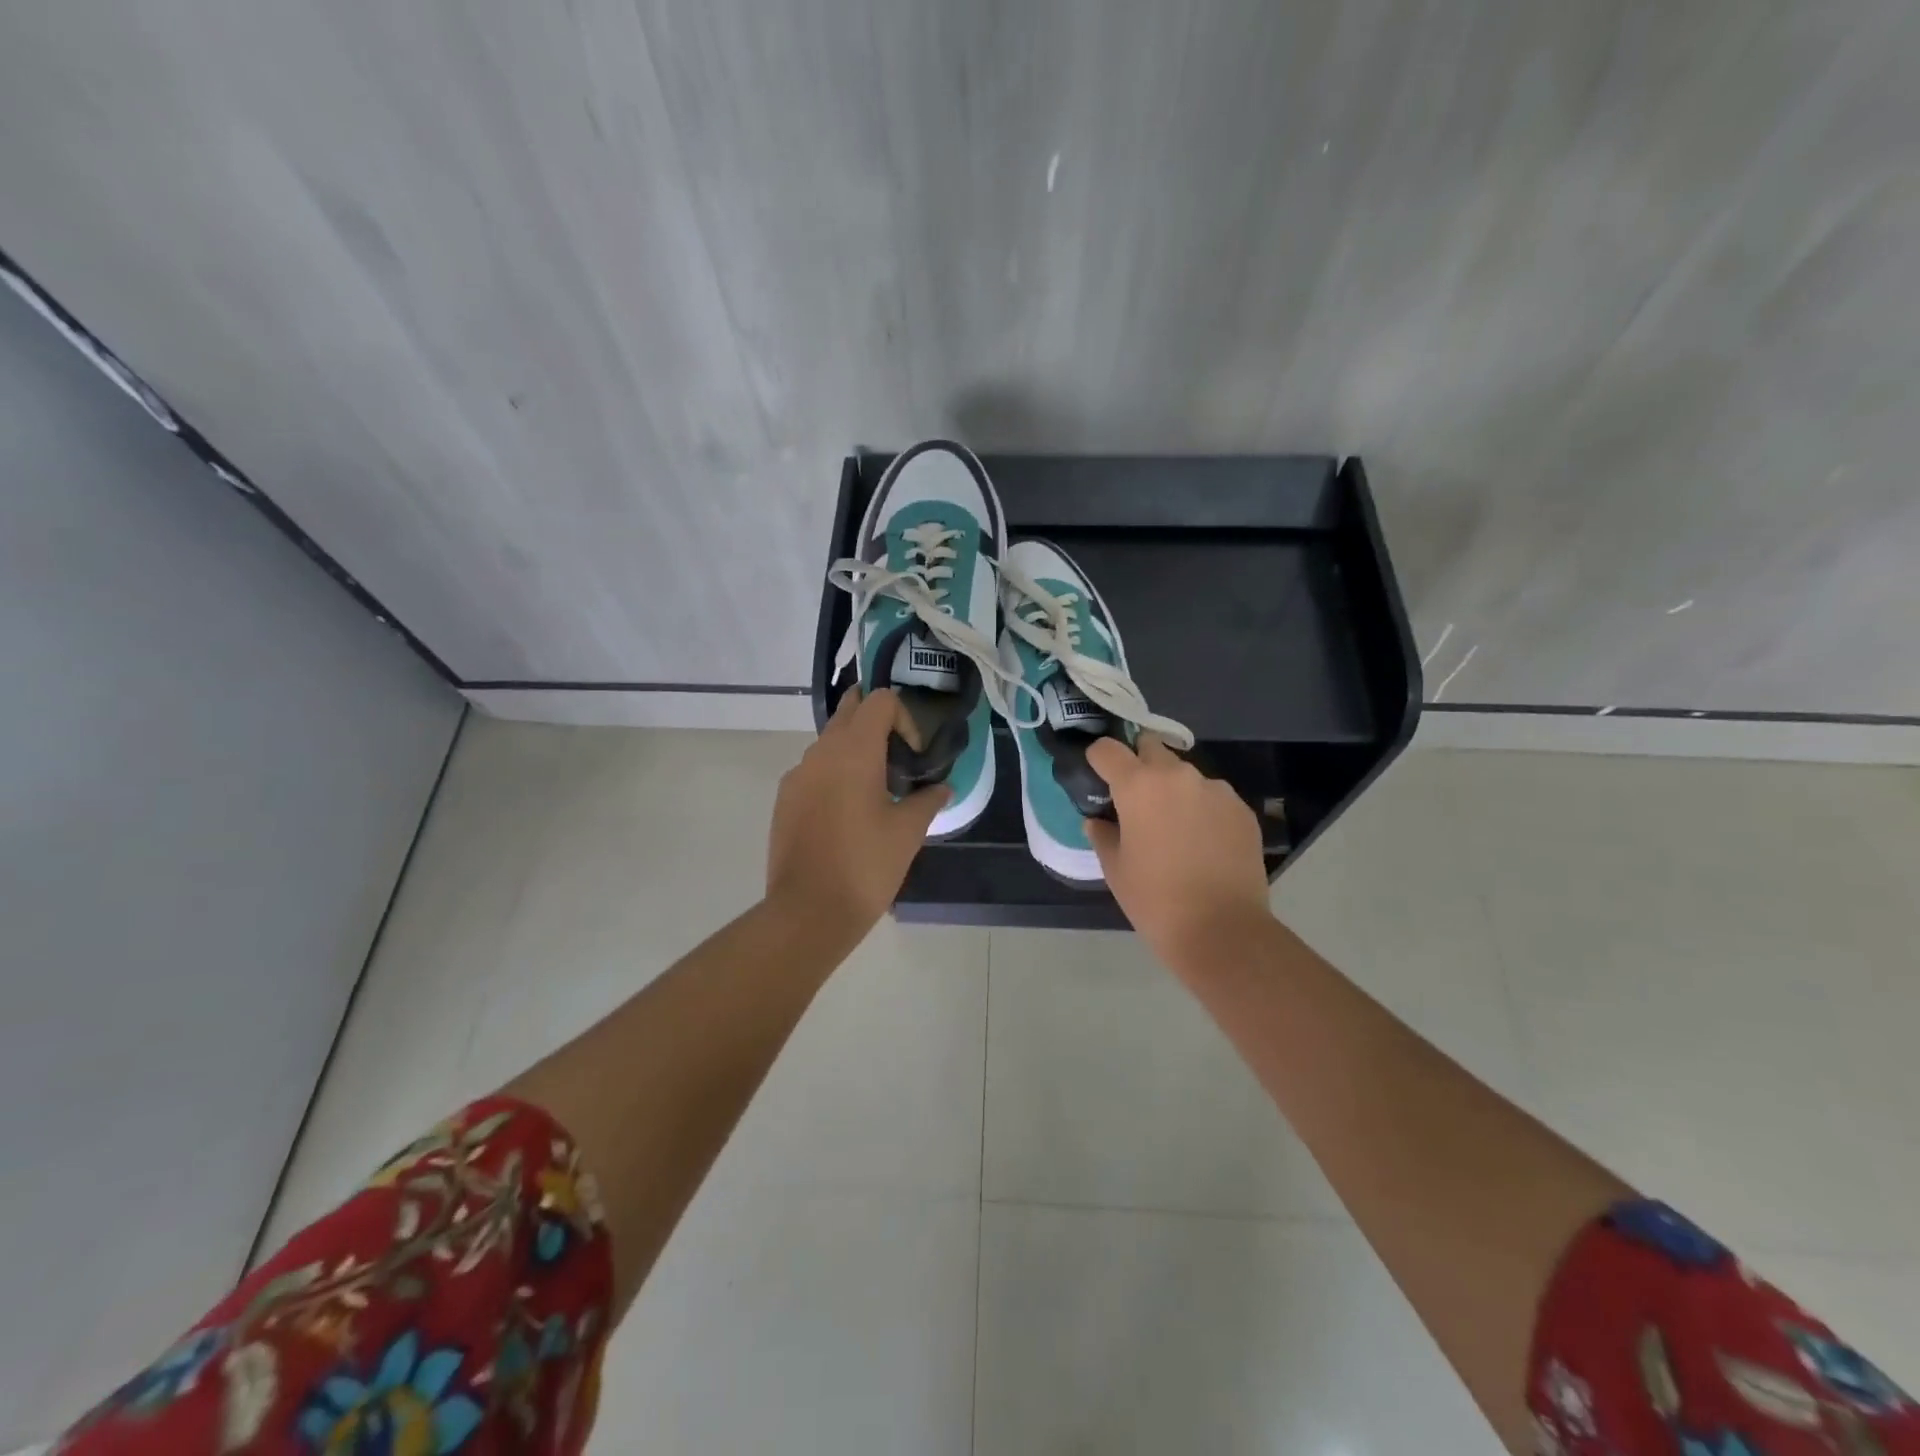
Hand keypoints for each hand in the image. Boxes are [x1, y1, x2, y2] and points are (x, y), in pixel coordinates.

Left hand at [767, 688, 949, 939]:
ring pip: (829, 741)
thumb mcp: (908, 832)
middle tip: (899, 752)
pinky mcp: (785, 798)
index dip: (904, 717)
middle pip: (849, 711)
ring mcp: (797, 775)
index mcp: (854, 750)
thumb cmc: (866, 865)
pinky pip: (814, 769)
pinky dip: (834, 772)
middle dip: (876, 721)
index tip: (914, 754)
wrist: (809, 911)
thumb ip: (928, 800)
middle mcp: (821, 751)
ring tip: (876, 786)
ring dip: (854, 748)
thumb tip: (942, 788)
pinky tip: (848, 810)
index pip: (879, 700)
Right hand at [1086, 735, 1275, 973]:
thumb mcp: (1115, 869)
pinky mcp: (1242, 810)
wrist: (1222, 930)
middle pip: (1151, 748)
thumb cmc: (1155, 900)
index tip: (1097, 776)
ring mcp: (1216, 790)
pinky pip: (1214, 797)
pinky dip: (1203, 809)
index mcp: (1138, 786)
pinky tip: (1203, 843)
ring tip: (1175, 827)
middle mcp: (1178, 776)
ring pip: (1186, 774)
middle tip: (1136, 798)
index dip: (1098, 759)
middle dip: (1139, 764)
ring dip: (1174, 789)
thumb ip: (1102, 835)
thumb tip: (1098, 821)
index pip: (1107, 749)